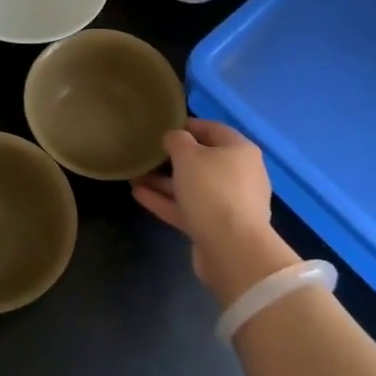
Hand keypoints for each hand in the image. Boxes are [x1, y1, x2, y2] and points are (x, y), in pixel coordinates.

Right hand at [132, 119, 287, 304]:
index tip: (162, 127)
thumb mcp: (188, 156)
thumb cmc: (212, 190)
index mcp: (240, 151)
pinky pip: (188, 208)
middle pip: (202, 160)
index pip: (212, 129)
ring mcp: (229, 204)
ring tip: (135, 176)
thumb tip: (174, 138)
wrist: (232, 250)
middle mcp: (239, 174)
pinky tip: (139, 195)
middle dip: (172, 158)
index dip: (187, 125)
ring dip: (165, 182)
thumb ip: (177, 141)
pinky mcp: (216, 227)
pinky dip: (166, 201)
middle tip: (146, 154)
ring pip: (192, 187)